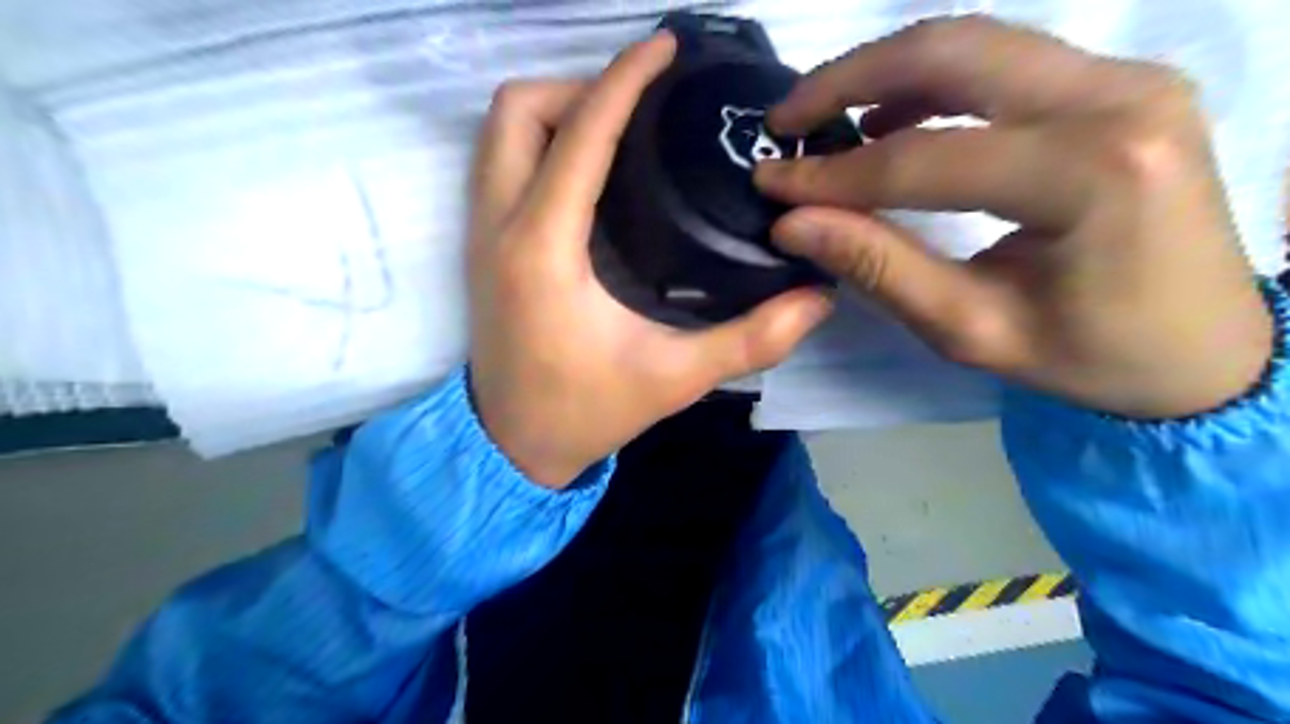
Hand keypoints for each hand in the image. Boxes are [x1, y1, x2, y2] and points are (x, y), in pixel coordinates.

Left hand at [469, 31, 830, 489]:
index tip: (664, 49)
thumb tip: (816, 301)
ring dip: (555, 112)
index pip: (580, 135)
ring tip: (617, 133)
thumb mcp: (674, 379)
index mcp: (543, 250)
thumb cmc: (585, 412)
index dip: (623, 80)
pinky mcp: (482, 246)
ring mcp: (480, 234)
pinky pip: (499, 162)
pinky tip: (588, 172)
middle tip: (637, 114)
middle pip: (517, 110)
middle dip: (578, 90)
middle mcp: (499, 227)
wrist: (512, 445)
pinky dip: (540, 143)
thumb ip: (749, 340)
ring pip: (499, 131)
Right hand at [759, 18, 1266, 416]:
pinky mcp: (1117, 84)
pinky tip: (891, 121)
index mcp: (1089, 176)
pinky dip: (931, 83)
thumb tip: (793, 224)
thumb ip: (881, 268)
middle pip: (952, 52)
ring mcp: (1127, 78)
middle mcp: (1117, 99)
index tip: (769, 180)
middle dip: (848, 78)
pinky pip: (1003, 60)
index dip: (831, 175)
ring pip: (975, 41)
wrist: (1208, 349)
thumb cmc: (1091, 357)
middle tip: (785, 118)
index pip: (924, 159)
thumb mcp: (971, 330)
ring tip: (825, 119)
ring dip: (885, 72)